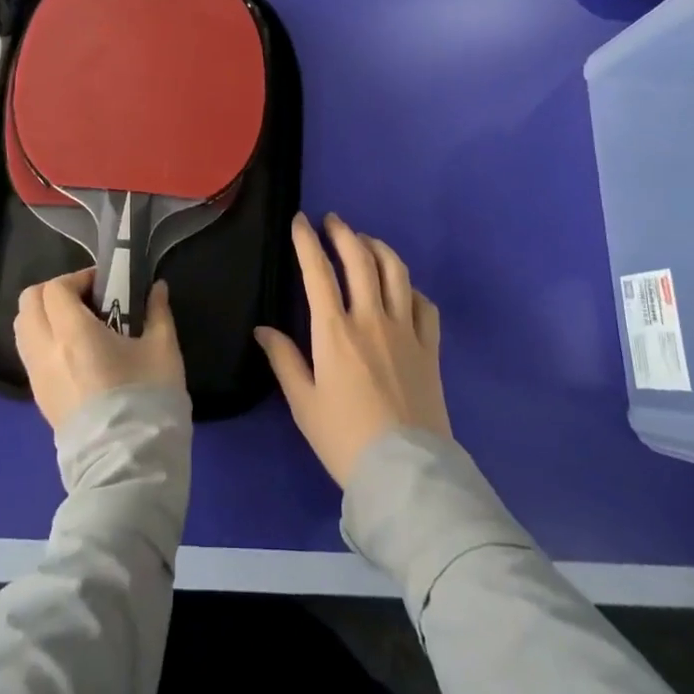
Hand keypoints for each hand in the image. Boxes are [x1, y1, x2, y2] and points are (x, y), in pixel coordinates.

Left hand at [15, 269, 185, 432]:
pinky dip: (43, 341)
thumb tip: (157, 288)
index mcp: (73, 333)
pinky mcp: (39, 399)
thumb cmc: (147, 400)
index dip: (77, 278)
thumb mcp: (163, 350)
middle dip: (54, 293)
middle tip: (86, 300)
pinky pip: (29, 355)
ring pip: (23, 328)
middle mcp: (46, 351)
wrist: (128, 465)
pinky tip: (75, 353)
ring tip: (78, 325)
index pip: (55, 289)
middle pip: (28, 302)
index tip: (102, 285)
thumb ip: (158, 312)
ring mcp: (37, 377)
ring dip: (44, 316)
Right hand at [255, 213, 450, 486]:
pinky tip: (402, 288)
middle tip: (333, 220)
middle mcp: (372, 319)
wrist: (405, 473)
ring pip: (396, 272)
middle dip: (344, 233)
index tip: (299, 221)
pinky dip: (410, 287)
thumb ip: (284, 361)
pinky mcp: (430, 348)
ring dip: (378, 248)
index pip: (318, 272)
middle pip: (360, 260)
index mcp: (335, 332)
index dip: (307, 241)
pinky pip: (425, 304)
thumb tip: (263, 330)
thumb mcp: (304, 404)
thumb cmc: (344, 439)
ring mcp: (406, 331)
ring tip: (365, 242)